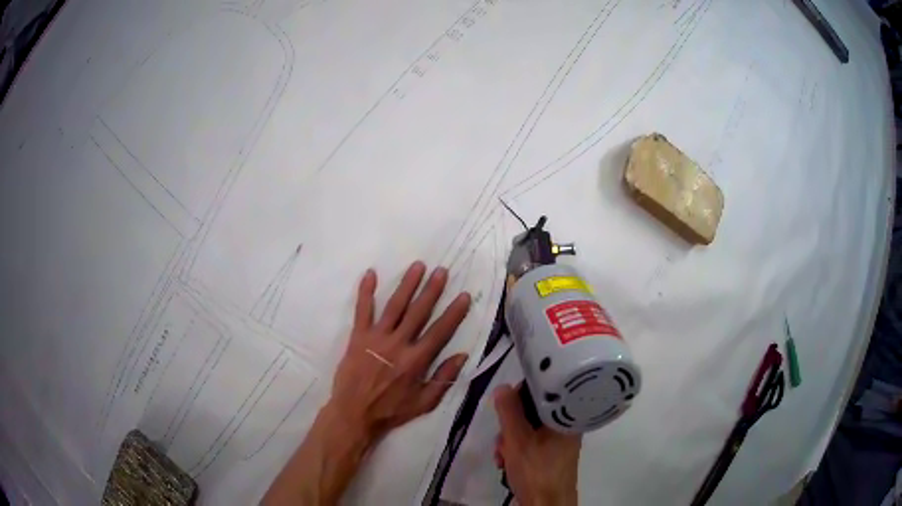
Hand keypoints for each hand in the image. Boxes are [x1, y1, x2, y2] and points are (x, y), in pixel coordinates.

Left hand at [330, 261, 471, 441]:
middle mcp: (398, 344)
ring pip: (394, 306)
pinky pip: (362, 311)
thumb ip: (444, 379)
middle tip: (441, 271)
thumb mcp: (424, 403)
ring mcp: (376, 338)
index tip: (464, 295)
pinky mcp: (357, 337)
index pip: (440, 331)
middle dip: (431, 290)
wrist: (354, 413)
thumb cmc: (391, 410)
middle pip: (418, 312)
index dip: (454, 313)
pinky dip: (365, 292)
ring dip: (406, 285)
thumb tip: (462, 355)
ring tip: (417, 266)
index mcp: (416, 361)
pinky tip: (370, 273)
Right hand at [494, 384, 580, 505]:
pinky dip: (516, 450)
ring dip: (509, 441)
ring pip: (528, 429)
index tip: (503, 409)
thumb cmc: (535, 470)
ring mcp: (559, 441)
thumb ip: (509, 411)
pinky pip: (531, 443)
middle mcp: (565, 425)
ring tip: (502, 457)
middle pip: (531, 412)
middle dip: (509, 426)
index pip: (541, 391)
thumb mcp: (517, 439)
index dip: (518, 397)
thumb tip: (502, 386)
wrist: (547, 504)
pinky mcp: (552, 454)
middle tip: (502, 441)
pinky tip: (506, 463)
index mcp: (564, 416)